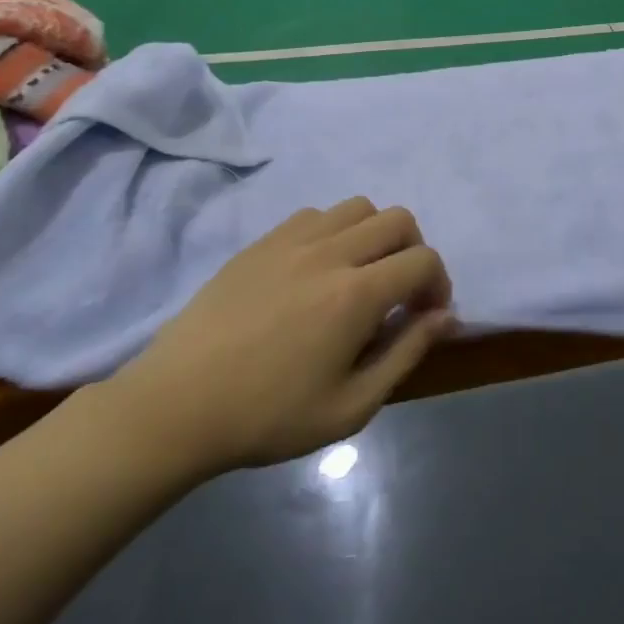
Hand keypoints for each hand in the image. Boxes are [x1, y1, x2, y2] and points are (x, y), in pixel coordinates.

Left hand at [99, 199, 455, 482]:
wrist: (177, 406)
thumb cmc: (269, 416)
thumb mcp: (351, 407)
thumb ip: (406, 353)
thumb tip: (446, 316)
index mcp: (356, 294)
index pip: (423, 261)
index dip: (439, 284)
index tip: (426, 316)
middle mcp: (331, 252)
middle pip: (398, 220)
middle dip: (414, 252)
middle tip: (399, 293)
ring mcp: (292, 240)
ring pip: (358, 207)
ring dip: (375, 235)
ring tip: (360, 275)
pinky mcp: (262, 242)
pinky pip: (315, 215)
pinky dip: (334, 232)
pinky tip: (317, 270)